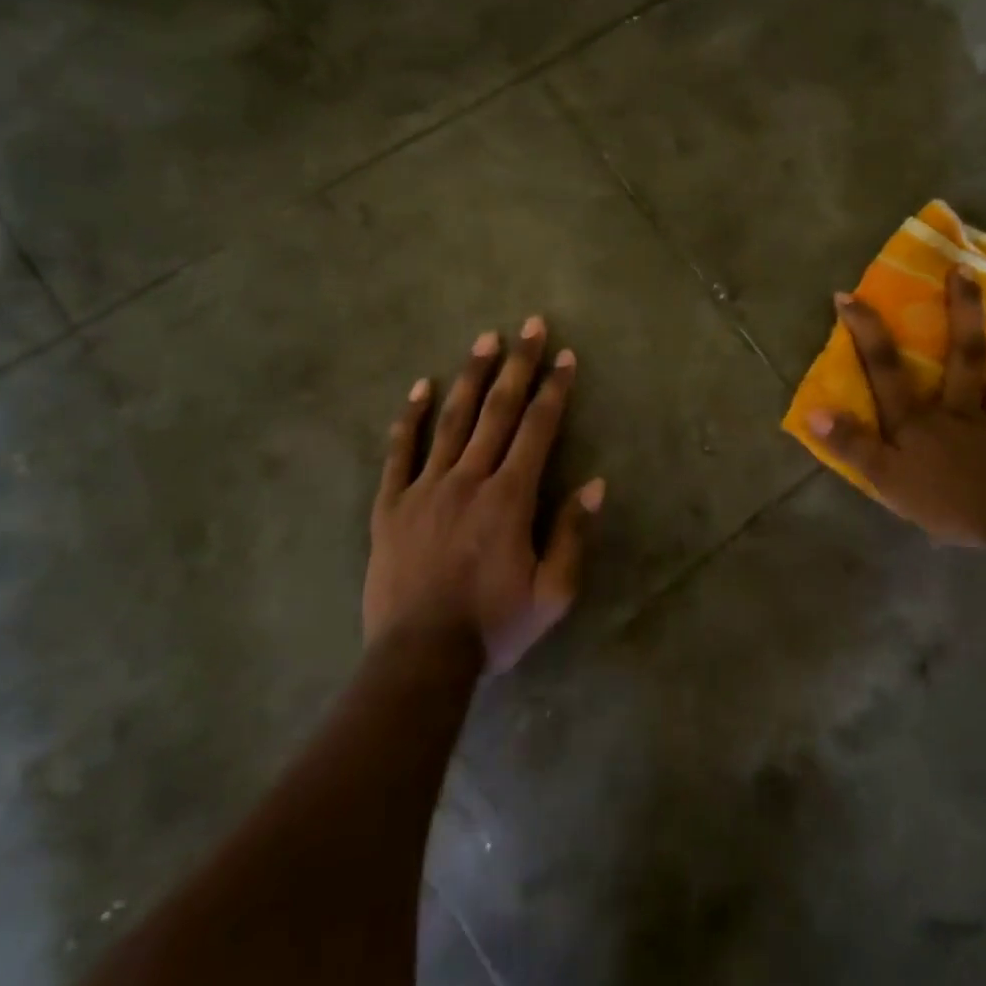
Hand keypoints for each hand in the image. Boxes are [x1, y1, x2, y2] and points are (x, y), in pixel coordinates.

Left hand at [366, 317, 603, 672]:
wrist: (418, 660)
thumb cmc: (492, 627)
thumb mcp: (552, 594)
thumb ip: (572, 535)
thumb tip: (594, 484)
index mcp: (509, 498)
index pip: (537, 430)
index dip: (554, 390)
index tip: (564, 356)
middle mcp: (468, 479)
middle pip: (497, 411)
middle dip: (518, 365)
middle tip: (530, 325)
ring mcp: (424, 488)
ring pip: (451, 420)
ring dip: (471, 377)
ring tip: (485, 340)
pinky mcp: (391, 505)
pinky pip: (400, 451)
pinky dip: (410, 417)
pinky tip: (420, 387)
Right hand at [805, 272, 985, 549]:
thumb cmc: (942, 498)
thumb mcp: (883, 475)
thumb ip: (850, 443)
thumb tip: (814, 411)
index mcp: (918, 418)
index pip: (886, 369)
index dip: (866, 332)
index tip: (849, 296)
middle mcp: (958, 412)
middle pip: (963, 357)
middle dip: (962, 313)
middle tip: (967, 273)